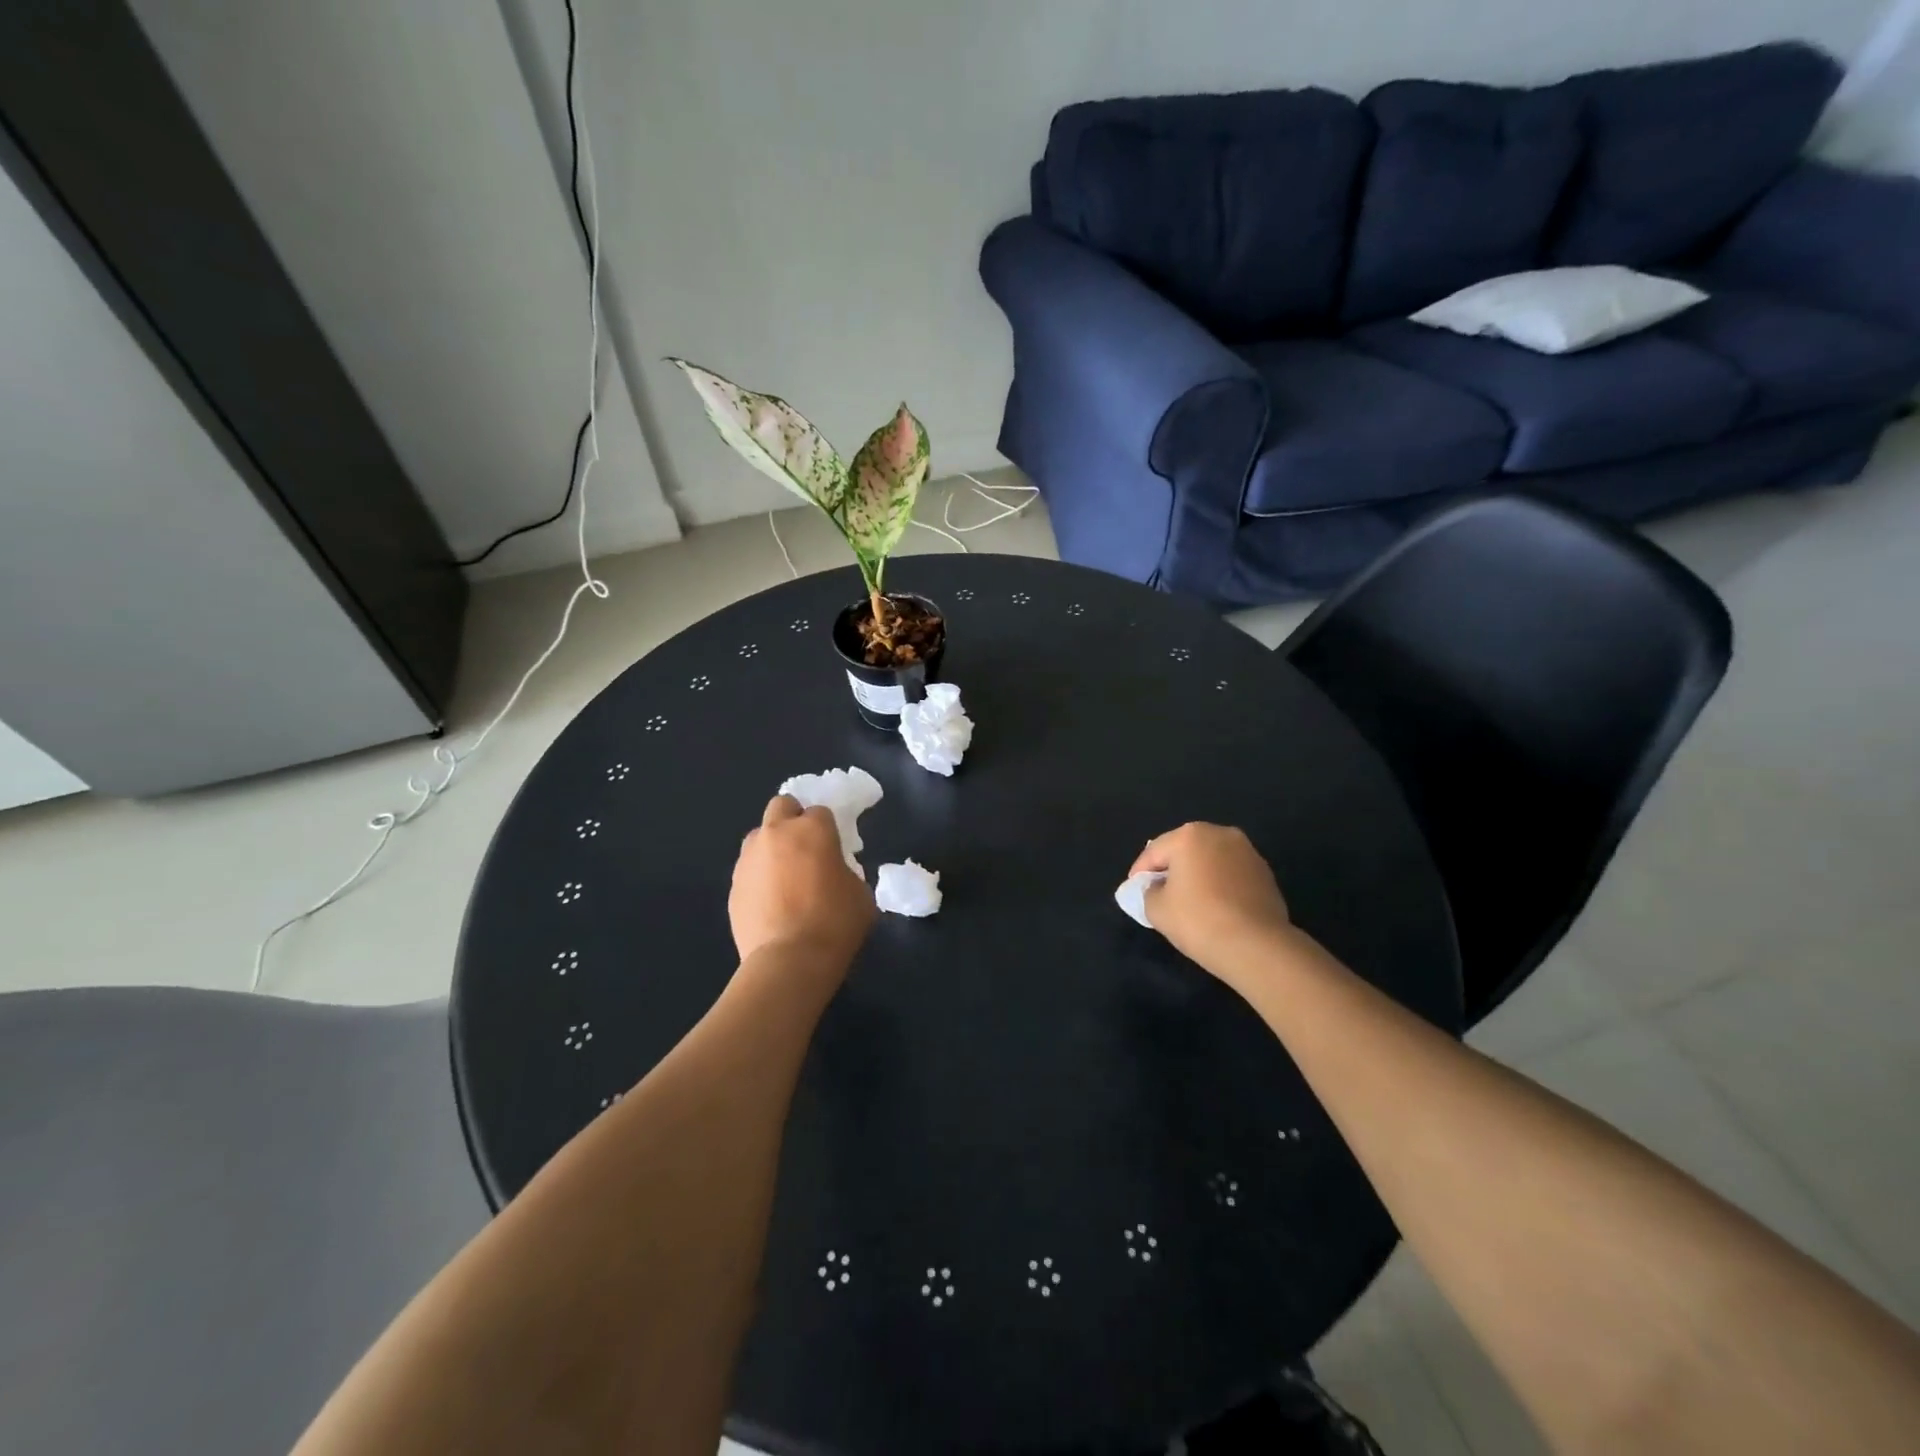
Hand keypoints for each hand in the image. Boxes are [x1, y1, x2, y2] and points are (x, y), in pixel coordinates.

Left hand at [730, 795, 875, 973]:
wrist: (789, 961)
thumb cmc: (835, 923)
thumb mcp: (860, 893)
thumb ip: (846, 871)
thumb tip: (834, 873)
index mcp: (813, 829)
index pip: (820, 811)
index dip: (828, 829)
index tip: (834, 849)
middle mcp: (777, 833)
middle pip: (782, 806)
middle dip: (793, 819)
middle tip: (805, 848)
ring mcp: (750, 857)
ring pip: (760, 836)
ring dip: (772, 846)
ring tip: (784, 876)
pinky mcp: (733, 884)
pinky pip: (749, 868)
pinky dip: (759, 876)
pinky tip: (770, 901)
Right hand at [1131, 823, 1294, 984]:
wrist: (1256, 947)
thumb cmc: (1198, 920)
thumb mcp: (1156, 909)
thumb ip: (1148, 892)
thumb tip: (1156, 888)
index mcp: (1189, 836)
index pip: (1154, 852)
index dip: (1140, 873)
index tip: (1134, 891)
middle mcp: (1220, 834)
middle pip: (1184, 850)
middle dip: (1171, 869)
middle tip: (1160, 894)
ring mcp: (1248, 852)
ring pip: (1211, 861)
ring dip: (1198, 876)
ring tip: (1190, 902)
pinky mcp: (1266, 873)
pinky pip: (1231, 875)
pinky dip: (1220, 885)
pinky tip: (1216, 908)